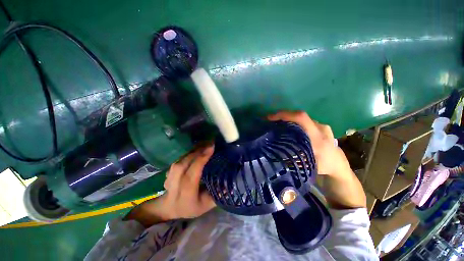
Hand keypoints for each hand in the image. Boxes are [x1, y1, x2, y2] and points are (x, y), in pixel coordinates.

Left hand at [162, 144, 215, 218]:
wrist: (170, 208)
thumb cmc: (191, 207)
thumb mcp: (206, 205)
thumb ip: (217, 195)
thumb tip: (230, 182)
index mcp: (186, 194)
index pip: (192, 175)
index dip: (201, 159)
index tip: (211, 148)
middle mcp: (175, 185)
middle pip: (185, 164)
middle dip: (198, 151)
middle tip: (210, 143)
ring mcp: (169, 177)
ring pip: (181, 160)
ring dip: (193, 150)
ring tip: (205, 144)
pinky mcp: (169, 171)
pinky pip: (180, 159)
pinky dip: (189, 152)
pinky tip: (197, 148)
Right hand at [267, 110, 349, 176]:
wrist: (338, 164)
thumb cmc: (323, 166)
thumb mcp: (306, 165)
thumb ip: (293, 158)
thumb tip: (274, 151)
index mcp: (317, 137)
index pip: (301, 118)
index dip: (285, 115)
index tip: (271, 117)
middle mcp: (320, 127)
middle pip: (299, 116)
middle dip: (283, 116)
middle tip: (271, 120)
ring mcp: (321, 125)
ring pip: (302, 118)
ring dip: (288, 119)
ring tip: (277, 123)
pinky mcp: (320, 126)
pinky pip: (304, 121)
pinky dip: (294, 122)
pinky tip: (288, 127)